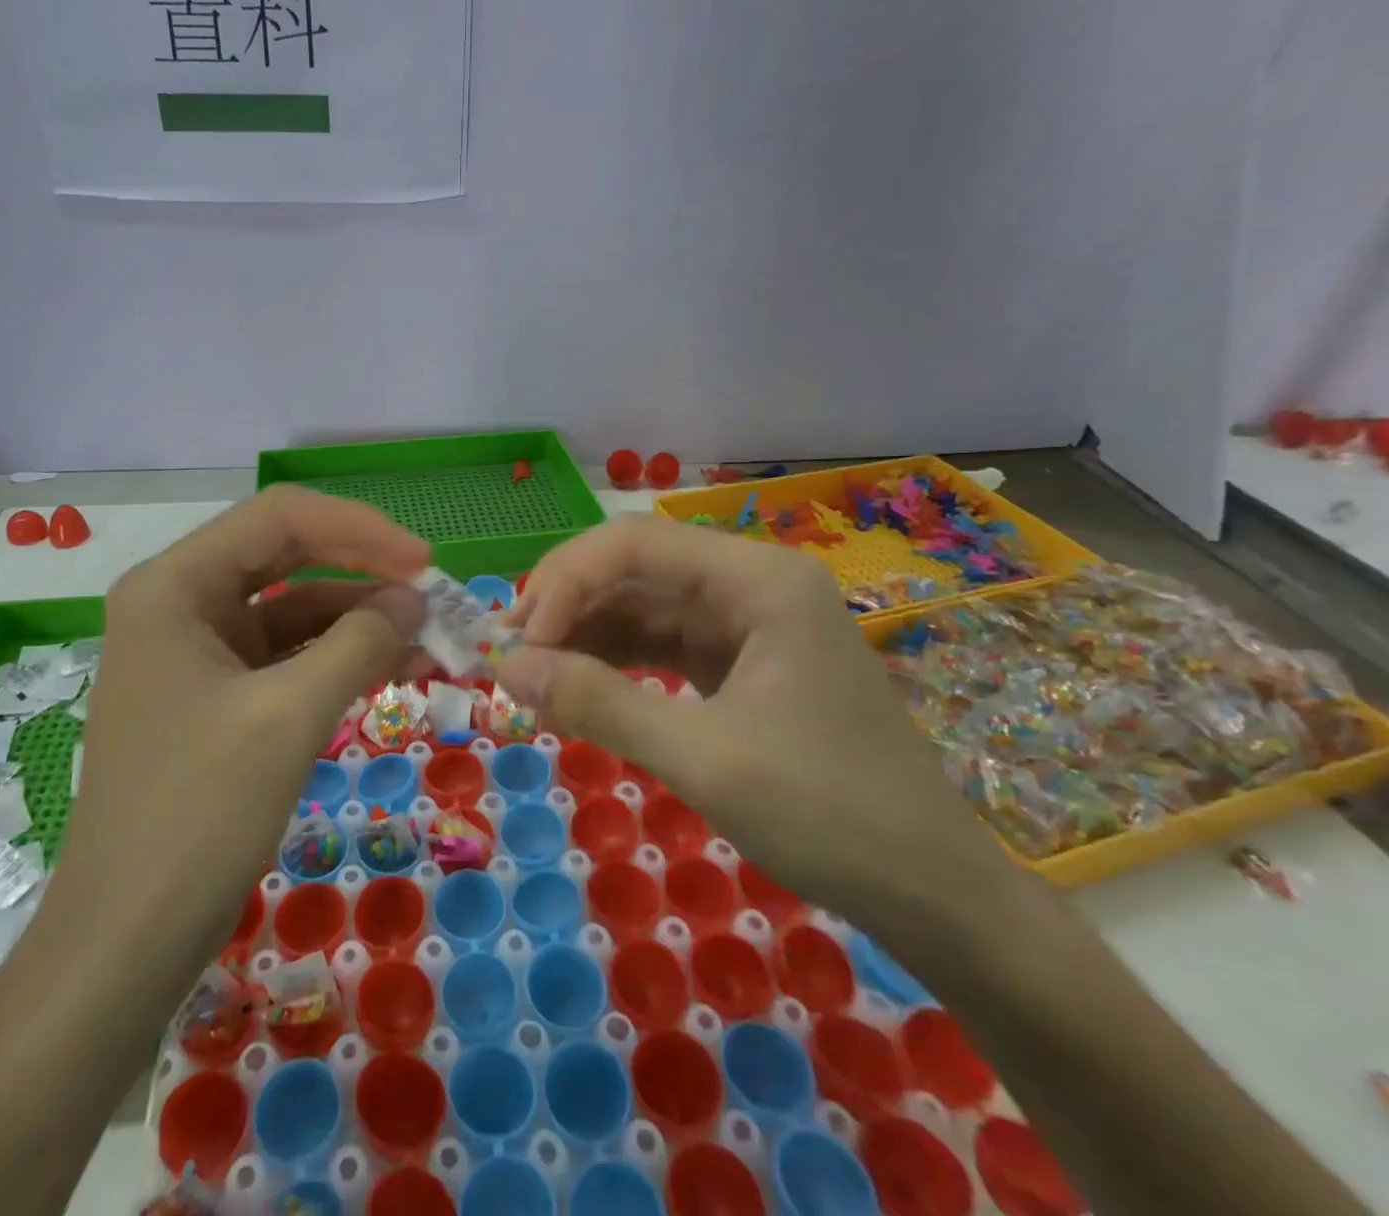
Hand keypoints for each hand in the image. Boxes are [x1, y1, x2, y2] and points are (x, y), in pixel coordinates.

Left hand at [51, 486, 429, 962]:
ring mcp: (195, 650)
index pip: (278, 518)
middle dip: (362, 568)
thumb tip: (414, 599)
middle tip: (429, 590)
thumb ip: (359, 642)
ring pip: (291, 607)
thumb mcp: (290, 715)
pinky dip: (337, 656)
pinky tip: (391, 667)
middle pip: (286, 554)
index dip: (359, 529)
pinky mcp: (215, 694)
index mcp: (174, 585)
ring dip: (358, 617)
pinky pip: (286, 654)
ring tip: (426, 637)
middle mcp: (178, 602)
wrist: (127, 942)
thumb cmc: (198, 813)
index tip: (423, 561)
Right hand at [496, 514, 1011, 921]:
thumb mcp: (702, 758)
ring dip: (583, 636)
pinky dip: (615, 665)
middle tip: (508, 655)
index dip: (565, 581)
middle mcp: (752, 584)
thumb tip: (506, 666)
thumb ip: (598, 703)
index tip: (521, 642)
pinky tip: (575, 688)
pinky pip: (662, 647)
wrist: (934, 897)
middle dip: (567, 605)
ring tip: (528, 674)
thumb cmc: (829, 815)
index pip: (634, 543)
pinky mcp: (741, 665)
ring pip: (643, 608)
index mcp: (758, 579)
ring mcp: (749, 625)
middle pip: (635, 568)